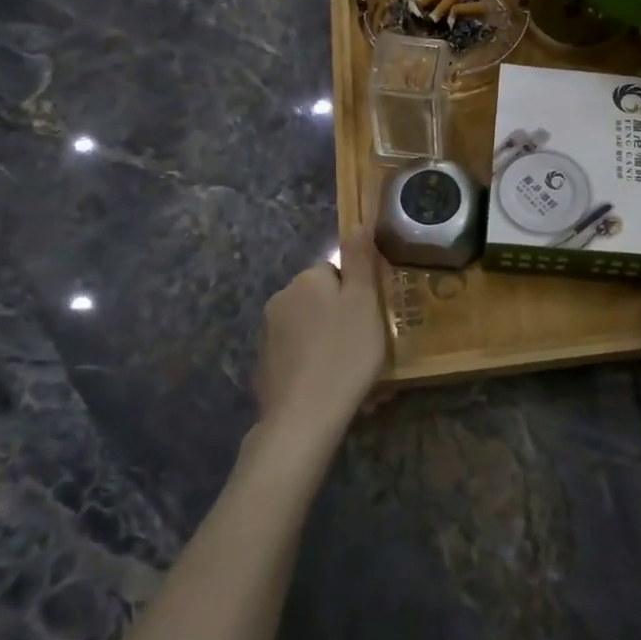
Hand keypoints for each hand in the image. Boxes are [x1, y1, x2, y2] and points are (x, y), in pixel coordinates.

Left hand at [257, 226, 388, 442]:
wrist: (303, 418)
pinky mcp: (267, 369)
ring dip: (335, 347)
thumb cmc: (343, 353)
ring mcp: (269, 337)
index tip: (373, 320)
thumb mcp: (363, 301)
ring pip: (314, 332)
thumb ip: (360, 259)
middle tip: (370, 350)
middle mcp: (280, 301)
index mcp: (305, 281)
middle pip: (324, 302)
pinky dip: (319, 368)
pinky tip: (335, 391)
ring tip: (359, 379)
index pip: (336, 273)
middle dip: (346, 322)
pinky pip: (302, 359)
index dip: (358, 294)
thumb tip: (358, 222)